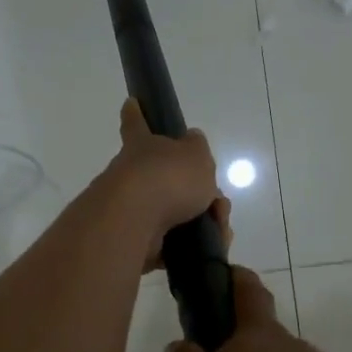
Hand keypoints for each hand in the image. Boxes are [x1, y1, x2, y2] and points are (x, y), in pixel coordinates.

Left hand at [102, 99, 227, 270]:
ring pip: (176, 214)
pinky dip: (192, 248)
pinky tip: (210, 249)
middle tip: (217, 205)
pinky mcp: (137, 242)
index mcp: (143, 146)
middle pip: (168, 179)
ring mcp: (132, 210)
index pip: (138, 123)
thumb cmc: (166, 178)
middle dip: (198, 192)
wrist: (135, 222)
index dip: (136, 113)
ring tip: (220, 230)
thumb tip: (191, 142)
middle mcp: (132, 175)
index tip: (130, 102)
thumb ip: (196, 149)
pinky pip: (172, 244)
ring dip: (203, 222)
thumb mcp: (195, 154)